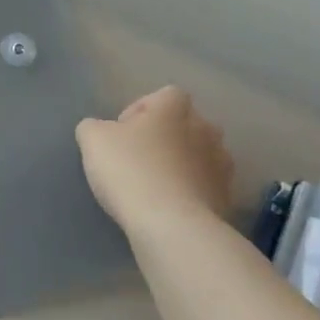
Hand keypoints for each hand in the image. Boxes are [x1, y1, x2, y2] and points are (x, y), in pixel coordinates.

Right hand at [76, 86, 235, 234]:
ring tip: (157, 185)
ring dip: (183, 164)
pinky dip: (192, 192)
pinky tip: (170, 207)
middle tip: (140, 157)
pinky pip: (207, 186)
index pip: (166, 95)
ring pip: (201, 155)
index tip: (124, 131)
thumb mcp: (93, 140)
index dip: (143, 109)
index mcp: (174, 110)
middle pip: (187, 124)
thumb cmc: (130, 170)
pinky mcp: (226, 197)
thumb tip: (100, 129)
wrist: (171, 224)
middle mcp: (205, 130)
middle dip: (167, 137)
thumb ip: (94, 127)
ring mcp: (221, 165)